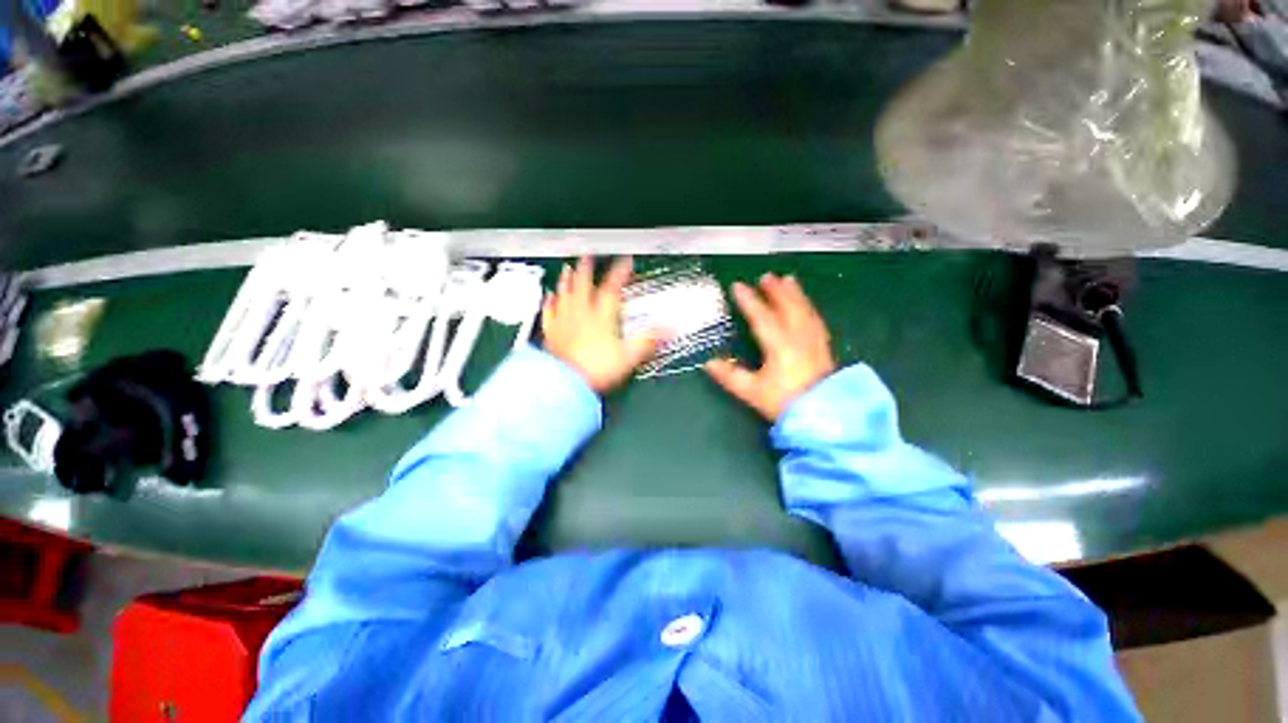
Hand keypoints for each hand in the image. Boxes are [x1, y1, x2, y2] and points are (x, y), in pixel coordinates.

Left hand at [542, 256, 658, 393]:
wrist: (566, 383)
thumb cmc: (596, 369)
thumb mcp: (629, 356)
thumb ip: (649, 340)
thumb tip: (669, 329)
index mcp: (601, 316)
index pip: (612, 288)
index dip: (620, 272)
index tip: (626, 261)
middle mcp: (581, 313)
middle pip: (583, 285)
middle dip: (587, 269)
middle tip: (588, 256)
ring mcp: (564, 322)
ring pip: (565, 294)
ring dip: (567, 280)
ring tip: (567, 269)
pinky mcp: (552, 333)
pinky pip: (550, 312)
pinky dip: (550, 302)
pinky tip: (549, 296)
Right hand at [705, 274, 835, 421]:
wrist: (824, 416)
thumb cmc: (785, 403)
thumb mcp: (752, 392)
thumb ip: (730, 376)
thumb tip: (709, 363)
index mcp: (779, 346)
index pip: (762, 317)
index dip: (749, 300)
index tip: (737, 286)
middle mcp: (798, 337)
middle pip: (787, 307)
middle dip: (776, 290)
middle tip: (765, 276)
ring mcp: (814, 341)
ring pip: (804, 310)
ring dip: (795, 294)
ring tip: (789, 280)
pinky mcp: (824, 347)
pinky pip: (816, 320)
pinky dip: (809, 307)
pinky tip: (807, 305)